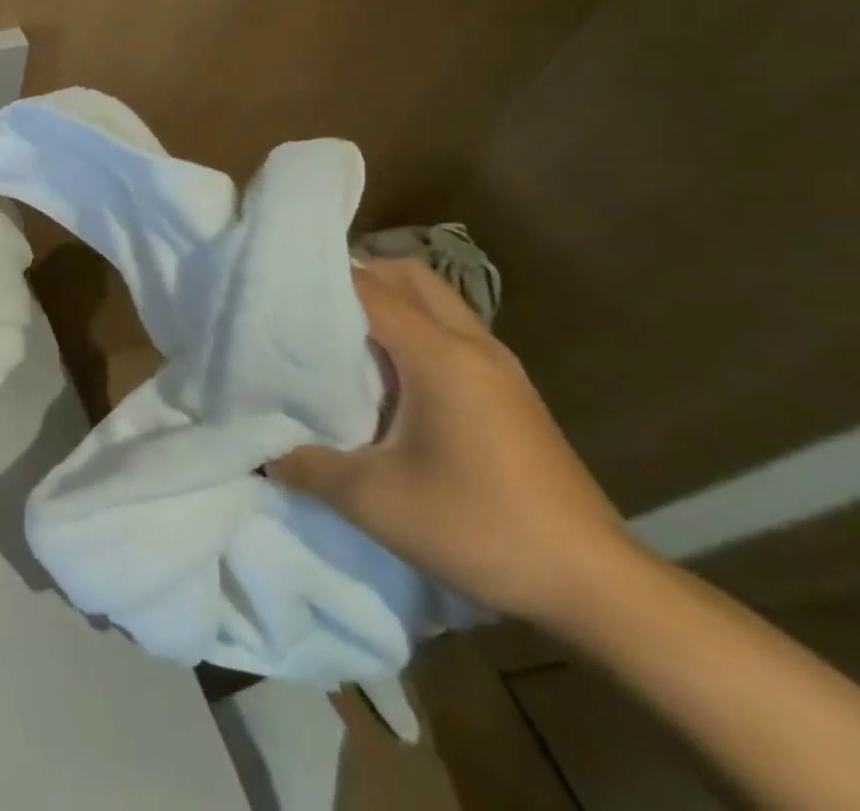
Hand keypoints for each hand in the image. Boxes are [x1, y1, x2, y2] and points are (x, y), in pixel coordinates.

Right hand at [267, 257, 631, 626]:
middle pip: (409, 276)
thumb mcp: (376, 502)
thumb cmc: (481, 528)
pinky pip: (453, 330)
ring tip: (344, 334)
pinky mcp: (513, 391)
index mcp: (439, 354)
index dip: (321, 279)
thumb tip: (263, 453)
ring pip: (436, 300)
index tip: (277, 285)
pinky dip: (416, 328)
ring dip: (391, 301)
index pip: (369, 289)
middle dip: (360, 275)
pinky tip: (392, 375)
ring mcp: (500, 366)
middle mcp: (472, 344)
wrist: (597, 585)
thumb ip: (309, 467)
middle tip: (312, 303)